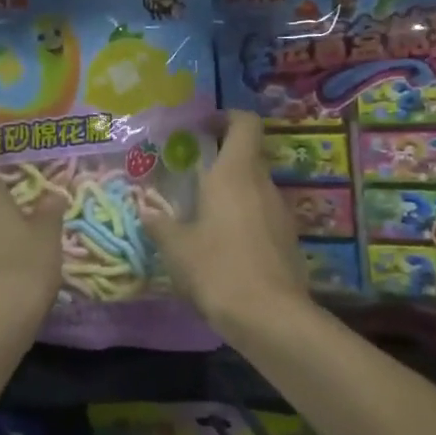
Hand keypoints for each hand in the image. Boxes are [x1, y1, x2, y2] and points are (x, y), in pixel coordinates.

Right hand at [142, 111, 310, 332]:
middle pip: (247, 154)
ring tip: (202, 213)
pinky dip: (244, 217)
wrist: (270, 317)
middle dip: (220, 158)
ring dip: (232, 191)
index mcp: (235, 173)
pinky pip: (262, 214)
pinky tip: (223, 244)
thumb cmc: (218, 269)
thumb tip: (147, 211)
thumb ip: (160, 225)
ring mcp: (280, 211)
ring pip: (254, 186)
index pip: (244, 123)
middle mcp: (262, 183)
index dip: (226, 117)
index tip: (202, 128)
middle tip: (190, 174)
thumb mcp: (177, 248)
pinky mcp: (288, 239)